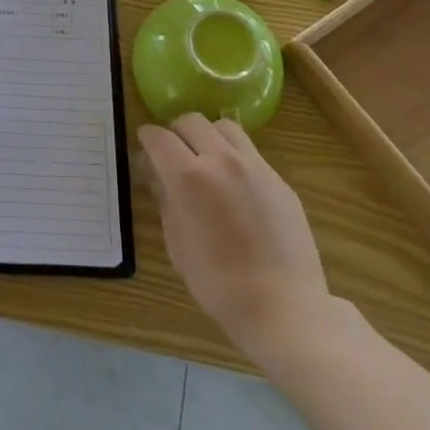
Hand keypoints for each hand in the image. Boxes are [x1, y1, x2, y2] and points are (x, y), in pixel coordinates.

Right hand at [140, 115, 330, 363]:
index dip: (147, 139)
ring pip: (223, 127)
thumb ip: (165, 200)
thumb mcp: (177, 243)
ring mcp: (254, 166)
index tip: (145, 149)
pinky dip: (233, 156)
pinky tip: (235, 186)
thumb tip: (157, 175)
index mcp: (188, 177)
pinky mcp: (278, 178)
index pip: (158, 137)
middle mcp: (221, 159)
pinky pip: (249, 151)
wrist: (284, 308)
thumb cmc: (219, 284)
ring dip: (207, 136)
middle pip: (190, 121)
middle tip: (173, 155)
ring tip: (206, 161)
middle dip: (175, 132)